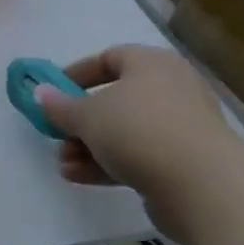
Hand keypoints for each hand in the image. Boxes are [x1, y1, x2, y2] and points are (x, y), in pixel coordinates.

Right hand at [33, 44, 243, 242]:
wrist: (203, 186)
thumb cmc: (139, 130)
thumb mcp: (87, 115)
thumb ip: (60, 106)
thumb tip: (40, 93)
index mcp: (152, 64)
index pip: (110, 58)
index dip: (78, 74)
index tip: (54, 92)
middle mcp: (172, 90)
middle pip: (116, 100)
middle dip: (81, 120)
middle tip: (57, 134)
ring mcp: (181, 128)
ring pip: (125, 132)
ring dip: (90, 146)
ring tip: (64, 163)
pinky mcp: (185, 163)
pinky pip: (139, 156)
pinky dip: (109, 163)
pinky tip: (79, 177)